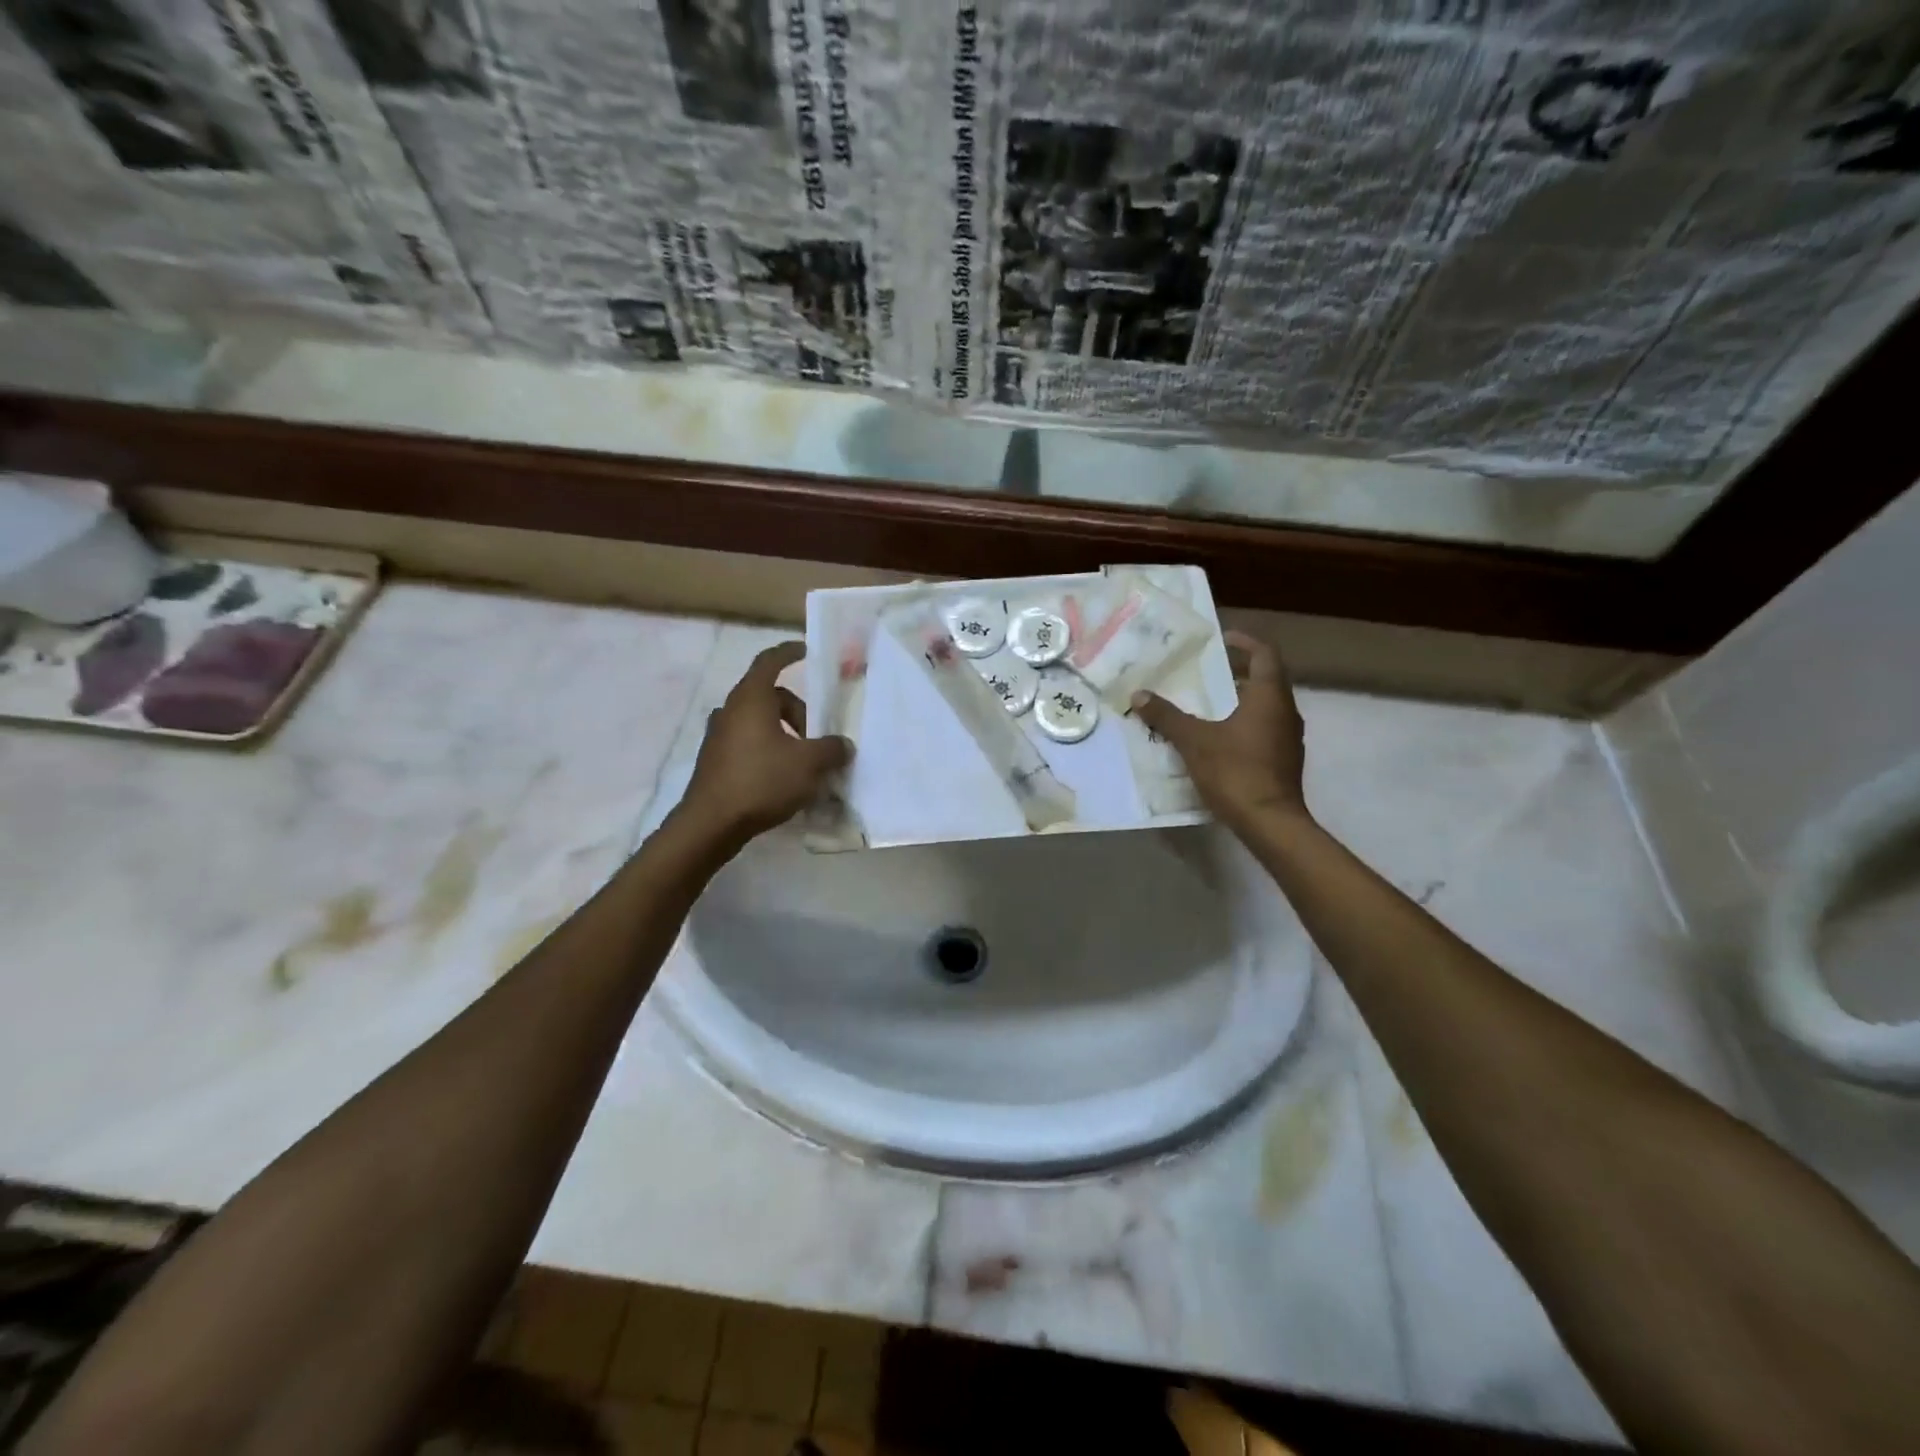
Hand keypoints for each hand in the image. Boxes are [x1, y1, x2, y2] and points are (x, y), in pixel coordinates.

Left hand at [678, 642, 851, 849]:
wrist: (711, 823)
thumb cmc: (762, 781)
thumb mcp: (809, 764)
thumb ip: (832, 748)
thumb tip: (844, 745)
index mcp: (751, 698)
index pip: (770, 661)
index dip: (789, 652)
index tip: (807, 651)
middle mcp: (731, 710)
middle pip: (770, 696)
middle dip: (798, 711)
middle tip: (817, 737)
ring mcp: (718, 735)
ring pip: (759, 721)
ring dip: (784, 733)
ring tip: (802, 761)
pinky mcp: (715, 759)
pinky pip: (748, 743)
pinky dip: (768, 750)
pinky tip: (782, 777)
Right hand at [1131, 630, 1308, 830]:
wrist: (1271, 824)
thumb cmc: (1236, 772)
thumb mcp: (1194, 741)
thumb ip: (1167, 717)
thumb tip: (1139, 695)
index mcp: (1270, 697)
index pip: (1265, 654)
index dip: (1244, 642)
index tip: (1221, 639)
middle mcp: (1285, 712)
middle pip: (1265, 680)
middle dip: (1236, 672)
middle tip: (1205, 672)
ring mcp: (1288, 739)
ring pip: (1264, 707)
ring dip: (1239, 700)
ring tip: (1206, 704)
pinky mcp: (1283, 761)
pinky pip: (1263, 730)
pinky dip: (1242, 724)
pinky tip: (1217, 738)